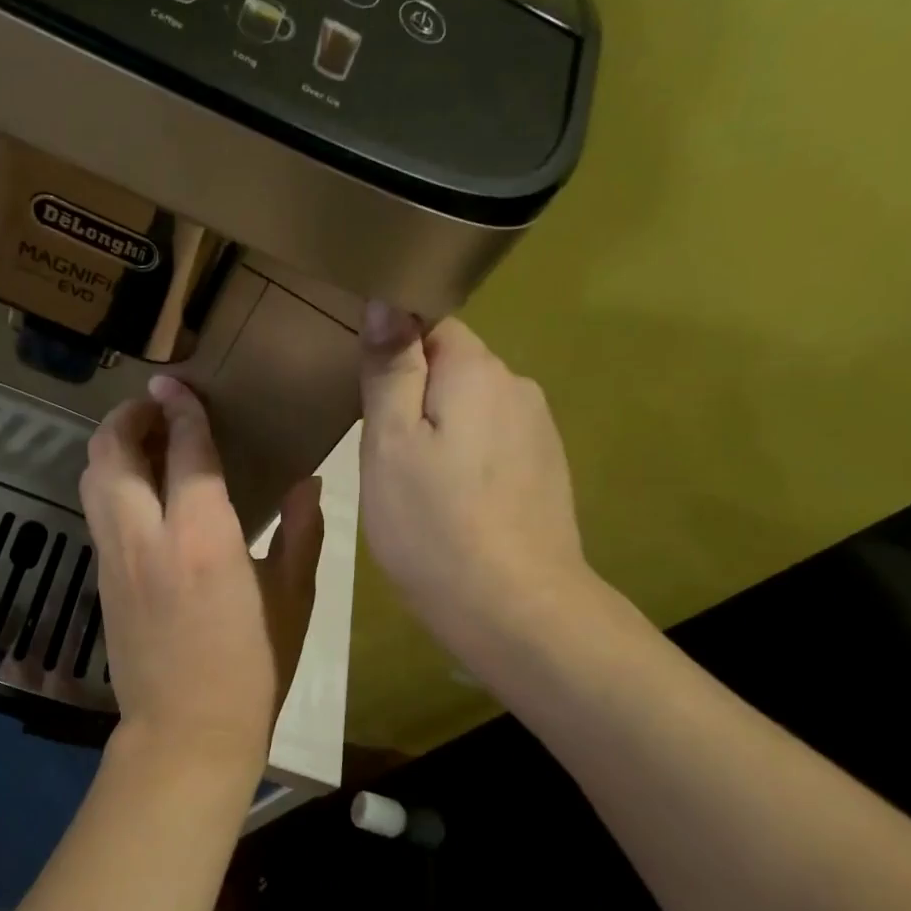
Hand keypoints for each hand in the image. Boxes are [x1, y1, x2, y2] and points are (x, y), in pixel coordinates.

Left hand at [81, 375, 324, 783]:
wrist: (185, 735)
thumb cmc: (252, 671)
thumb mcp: (292, 601)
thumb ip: (301, 534)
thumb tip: (307, 483)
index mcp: (203, 538)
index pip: (186, 451)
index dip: (182, 409)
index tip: (178, 383)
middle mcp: (148, 537)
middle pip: (113, 453)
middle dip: (127, 416)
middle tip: (154, 406)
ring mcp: (115, 558)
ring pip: (92, 478)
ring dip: (110, 445)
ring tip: (142, 439)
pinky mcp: (101, 578)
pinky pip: (96, 511)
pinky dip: (108, 481)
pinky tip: (137, 490)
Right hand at [358, 303, 594, 668]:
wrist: (513, 607)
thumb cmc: (433, 522)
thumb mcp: (390, 442)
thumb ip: (390, 369)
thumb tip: (386, 302)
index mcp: (477, 371)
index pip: (432, 325)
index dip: (393, 351)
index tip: (365, 394)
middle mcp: (517, 388)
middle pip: (452, 369)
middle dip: (414, 395)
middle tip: (381, 451)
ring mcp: (538, 432)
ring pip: (471, 410)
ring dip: (439, 430)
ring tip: (412, 482)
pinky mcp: (545, 471)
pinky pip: (492, 444)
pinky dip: (466, 460)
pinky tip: (451, 503)